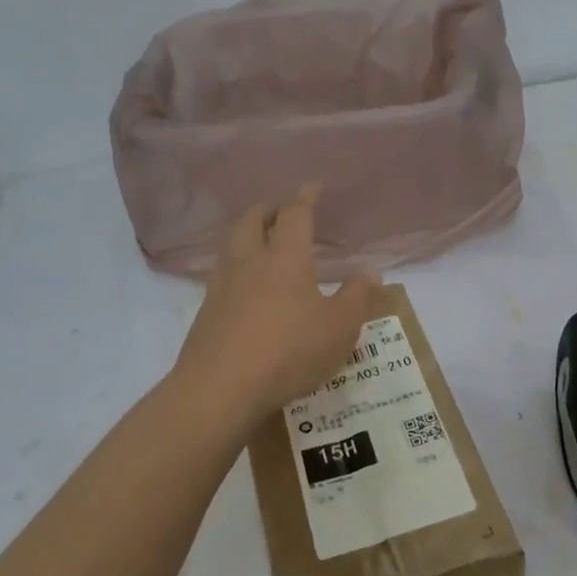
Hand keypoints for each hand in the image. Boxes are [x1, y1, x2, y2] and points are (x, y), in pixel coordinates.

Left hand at [175, 187, 383, 424]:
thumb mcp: (339, 328)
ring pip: (231, 246)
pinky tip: (244, 289)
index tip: (312, 187)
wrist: (221, 388)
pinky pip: (221, 276)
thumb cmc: (289, 351)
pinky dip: (235, 269)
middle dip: (267, 211)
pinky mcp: (205, 312)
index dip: (305, 198)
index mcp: (285, 258)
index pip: (294, 215)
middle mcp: (249, 262)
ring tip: (260, 246)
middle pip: (251, 220)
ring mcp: (221, 286)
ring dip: (246, 236)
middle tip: (280, 213)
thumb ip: (358, 297)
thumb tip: (371, 272)